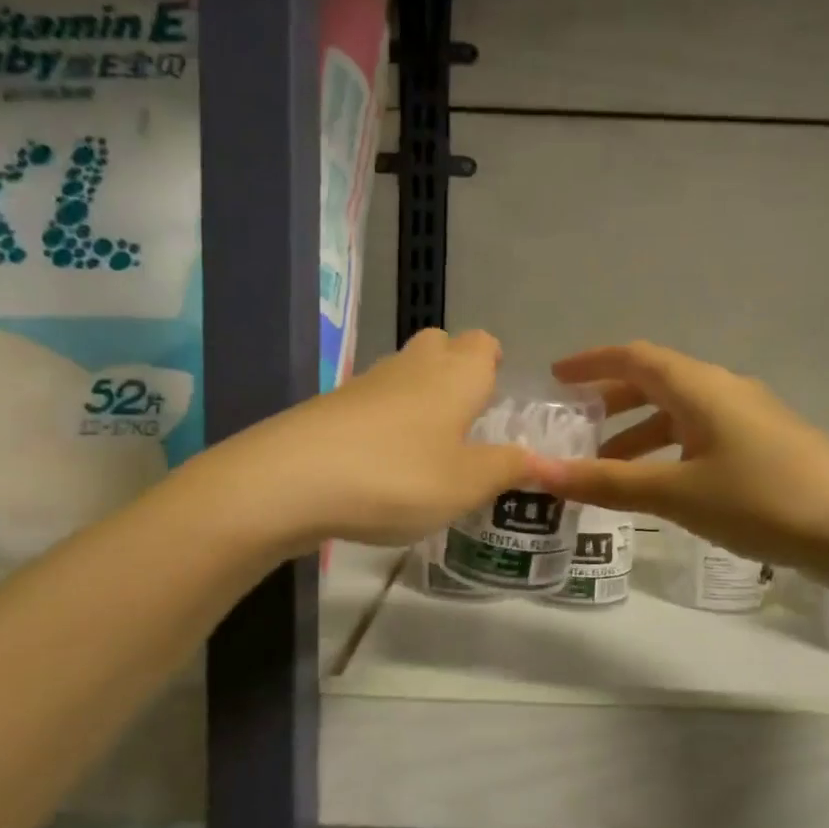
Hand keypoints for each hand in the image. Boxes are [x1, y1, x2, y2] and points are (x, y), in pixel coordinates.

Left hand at [219, 328, 529, 550]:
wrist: (291, 480)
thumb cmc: (398, 476)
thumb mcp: (466, 484)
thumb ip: (506, 468)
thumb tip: (538, 459)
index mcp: (456, 375)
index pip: (483, 343)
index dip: (493, 362)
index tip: (496, 394)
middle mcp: (413, 366)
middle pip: (440, 345)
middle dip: (455, 370)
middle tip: (464, 418)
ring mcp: (366, 383)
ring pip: (403, 372)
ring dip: (418, 397)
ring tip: (427, 447)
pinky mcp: (330, 406)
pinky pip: (371, 402)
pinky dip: (383, 421)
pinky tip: (381, 462)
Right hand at [530, 342, 828, 570]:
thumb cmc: (763, 500)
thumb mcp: (678, 493)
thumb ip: (609, 482)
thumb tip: (540, 473)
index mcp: (701, 387)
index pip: (635, 357)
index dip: (592, 363)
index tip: (556, 377)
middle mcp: (725, 391)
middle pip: (656, 382)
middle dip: (611, 401)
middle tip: (574, 425)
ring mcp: (750, 418)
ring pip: (680, 412)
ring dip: (639, 432)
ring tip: (607, 465)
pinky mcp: (765, 446)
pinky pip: (701, 435)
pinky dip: (669, 450)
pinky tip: (661, 483)